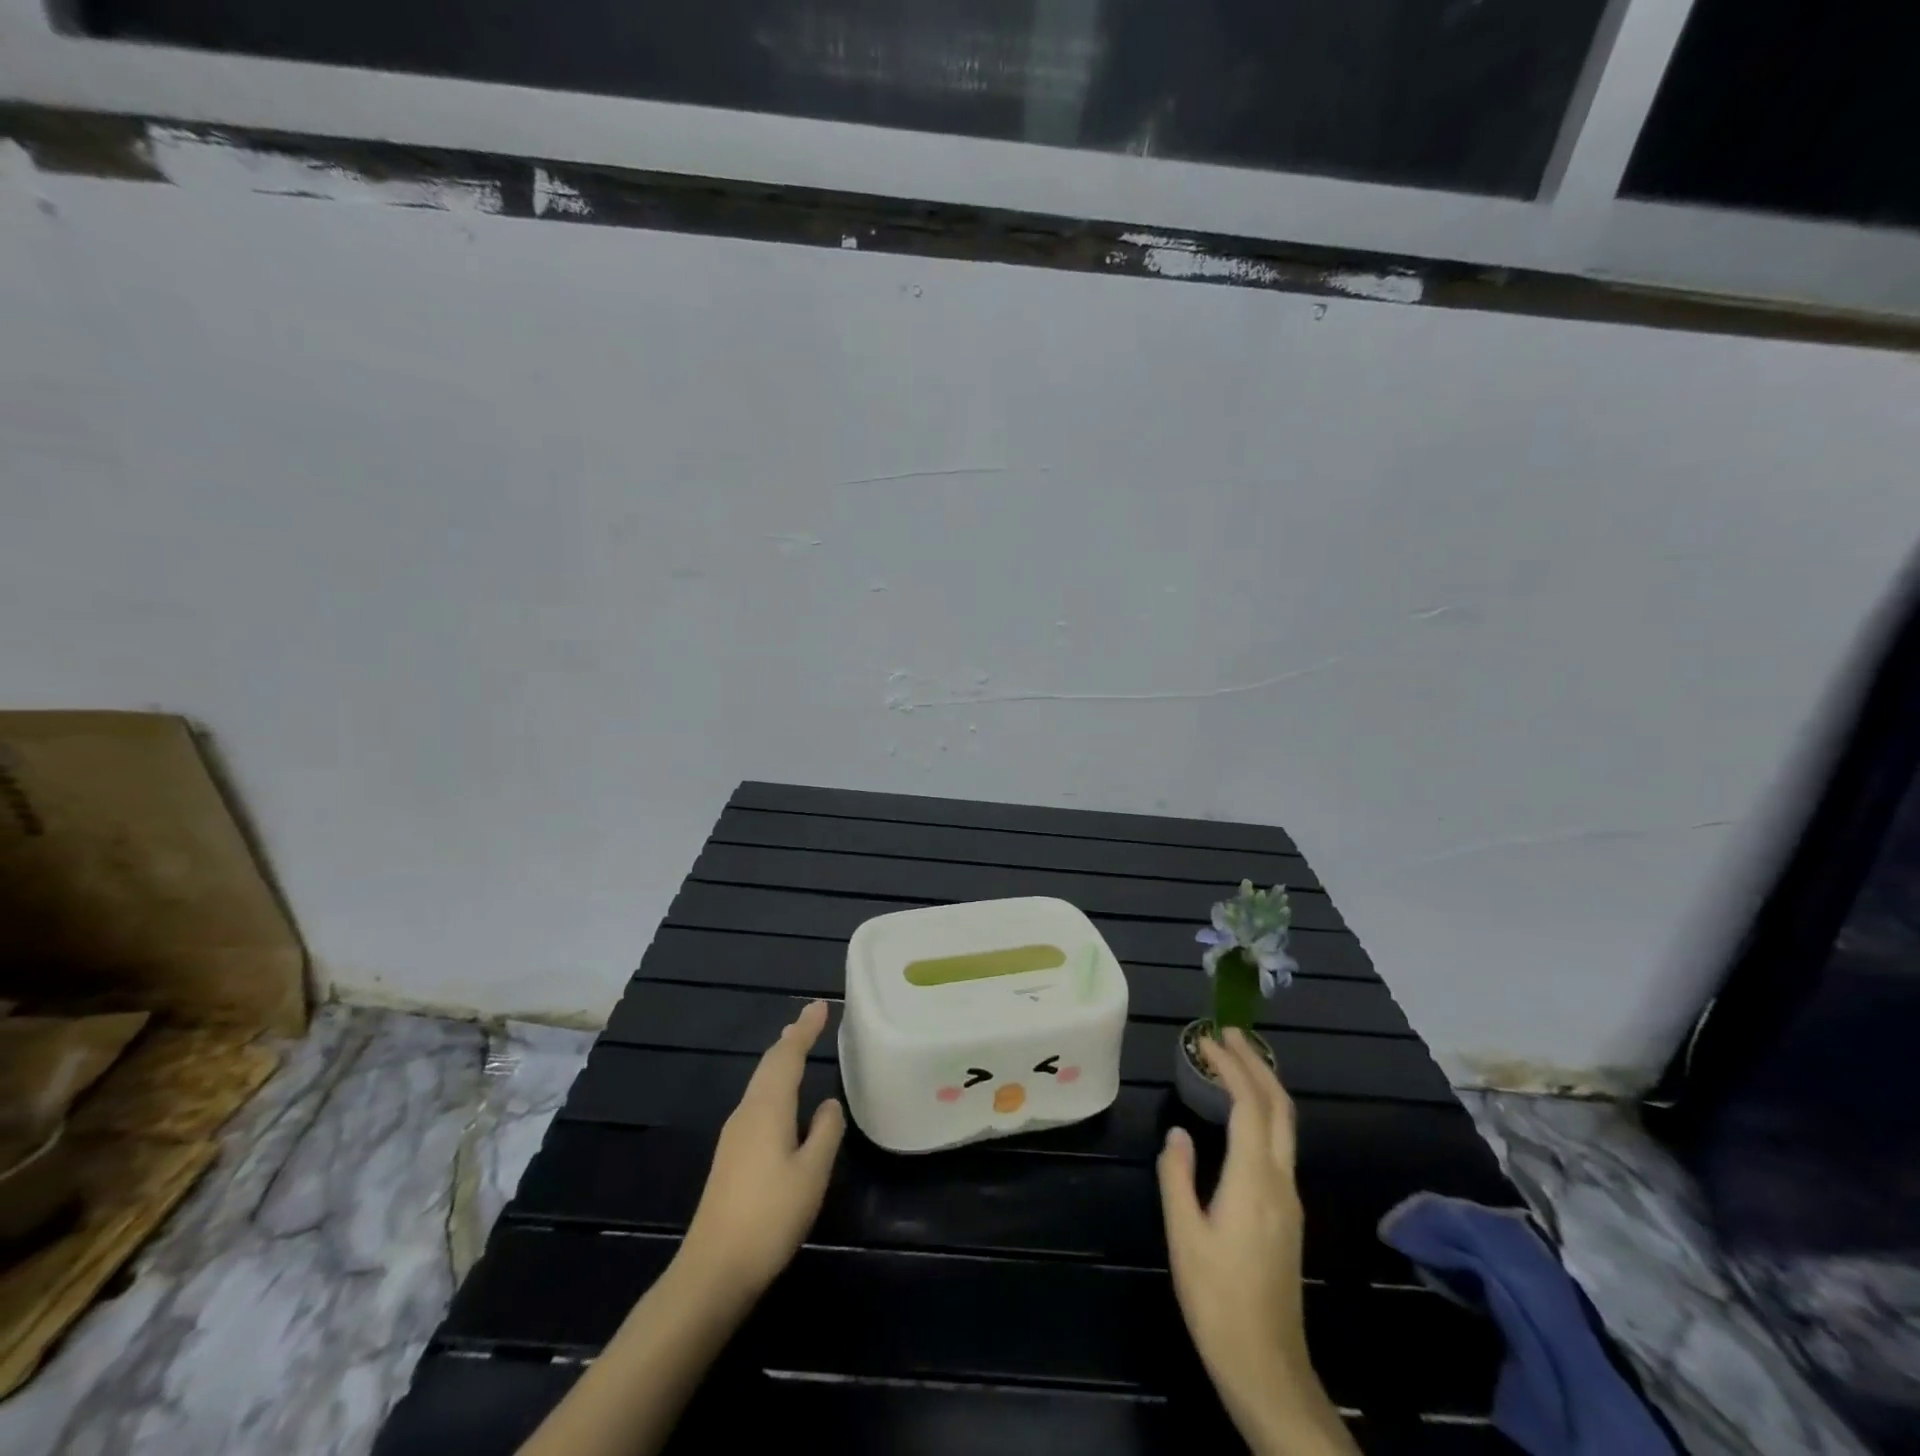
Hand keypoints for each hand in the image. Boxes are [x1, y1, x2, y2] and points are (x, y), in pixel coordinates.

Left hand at [680, 999, 844, 1302]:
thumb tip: (829, 1103)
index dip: (805, 1030)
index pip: (788, 1056)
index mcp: (767, 1108)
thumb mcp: (811, 1173)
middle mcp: (747, 1113)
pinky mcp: (732, 1156)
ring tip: (796, 1045)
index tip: (820, 1006)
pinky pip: (757, 1101)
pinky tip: (781, 1097)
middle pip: (769, 1065)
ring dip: (780, 1060)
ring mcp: (735, 1135)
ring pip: (761, 1083)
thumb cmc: (769, 1217)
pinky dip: (773, 1084)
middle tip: (810, 1019)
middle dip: (791, 1039)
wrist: (713, 1270)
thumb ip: (825, 1132)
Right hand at [1158, 1029, 1356, 1455]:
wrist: (1266, 1365)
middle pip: (1279, 1108)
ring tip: (1235, 1062)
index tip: (1208, 1039)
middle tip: (1229, 1034)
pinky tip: (1242, 1114)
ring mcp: (1289, 1199)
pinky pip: (1280, 1144)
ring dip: (1263, 1086)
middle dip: (1257, 1064)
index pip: (1249, 1105)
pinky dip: (1263, 1112)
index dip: (1231, 1066)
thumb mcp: (1183, 1235)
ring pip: (1285, 1126)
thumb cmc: (1217, 1299)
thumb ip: (1178, 1177)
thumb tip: (1178, 1133)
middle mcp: (1280, 1181)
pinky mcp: (1287, 1214)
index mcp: (1254, 1180)